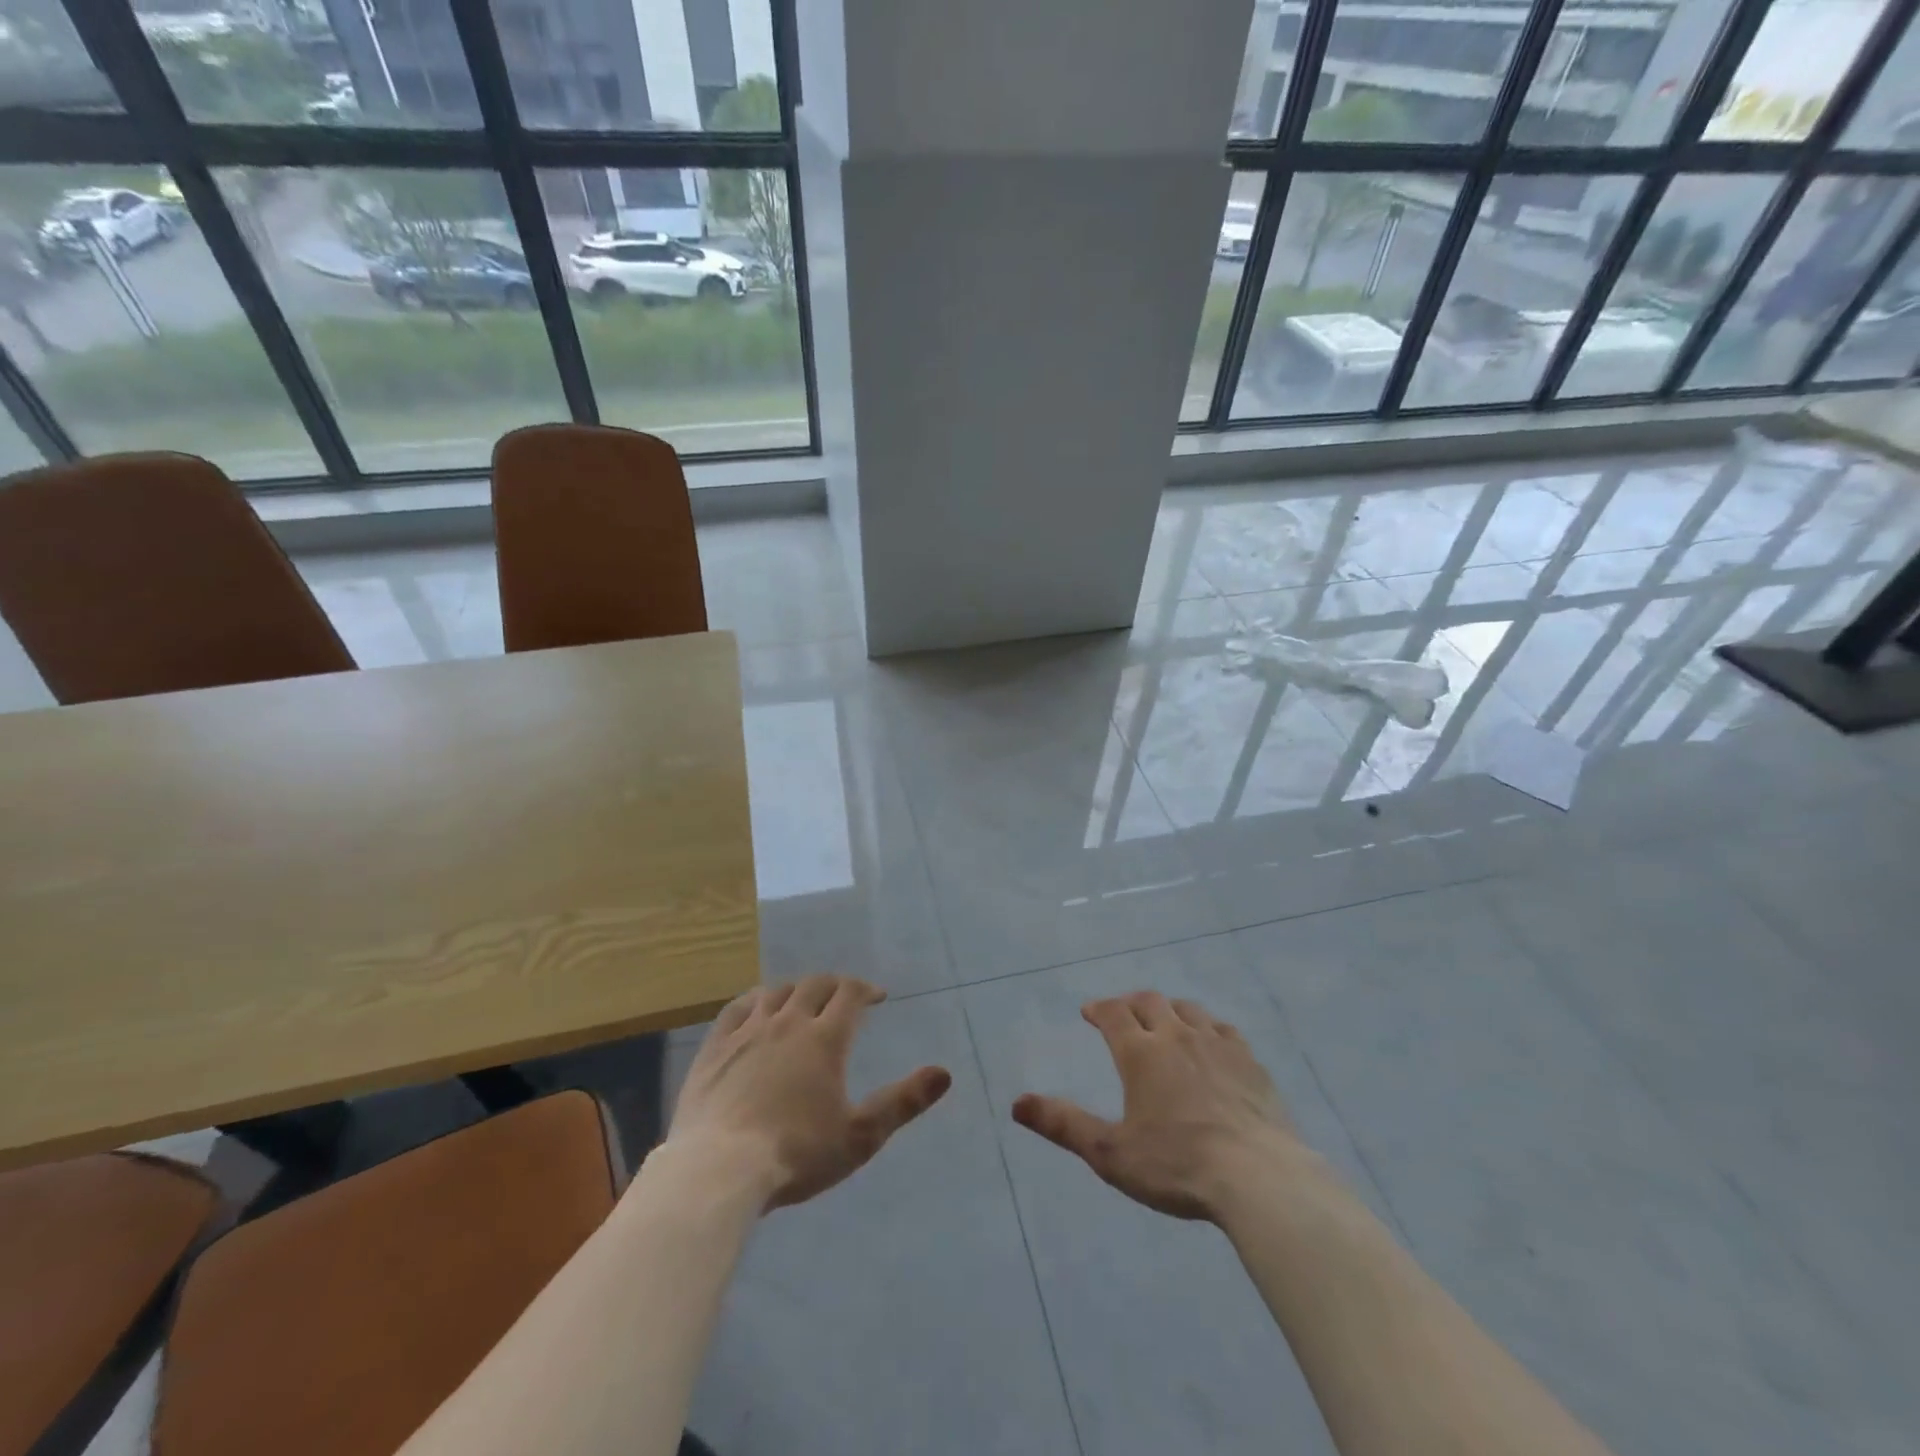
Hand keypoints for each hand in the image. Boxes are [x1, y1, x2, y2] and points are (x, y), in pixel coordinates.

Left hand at [667, 974, 951, 1210]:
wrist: (718, 1171)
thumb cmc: (797, 1154)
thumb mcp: (861, 1136)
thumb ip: (903, 1102)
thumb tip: (944, 1073)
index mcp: (824, 1038)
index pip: (850, 994)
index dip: (866, 989)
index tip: (877, 997)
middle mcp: (788, 1022)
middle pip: (815, 985)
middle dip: (835, 986)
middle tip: (844, 997)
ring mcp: (747, 1031)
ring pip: (776, 991)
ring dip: (796, 989)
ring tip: (804, 1000)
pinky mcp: (715, 1047)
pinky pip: (737, 1007)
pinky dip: (755, 999)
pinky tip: (757, 1007)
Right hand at [1012, 992, 1296, 1221]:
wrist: (1259, 1178)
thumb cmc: (1176, 1166)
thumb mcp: (1110, 1153)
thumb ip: (1063, 1125)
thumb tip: (1016, 1103)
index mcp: (1141, 1053)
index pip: (1113, 1013)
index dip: (1098, 1008)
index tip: (1089, 1012)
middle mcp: (1178, 1036)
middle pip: (1151, 1002)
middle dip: (1131, 1004)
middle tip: (1122, 1013)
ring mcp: (1218, 1046)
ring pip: (1189, 1010)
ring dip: (1170, 1010)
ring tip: (1165, 1023)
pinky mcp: (1251, 1063)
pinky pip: (1225, 1030)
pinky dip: (1208, 1028)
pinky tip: (1212, 1043)